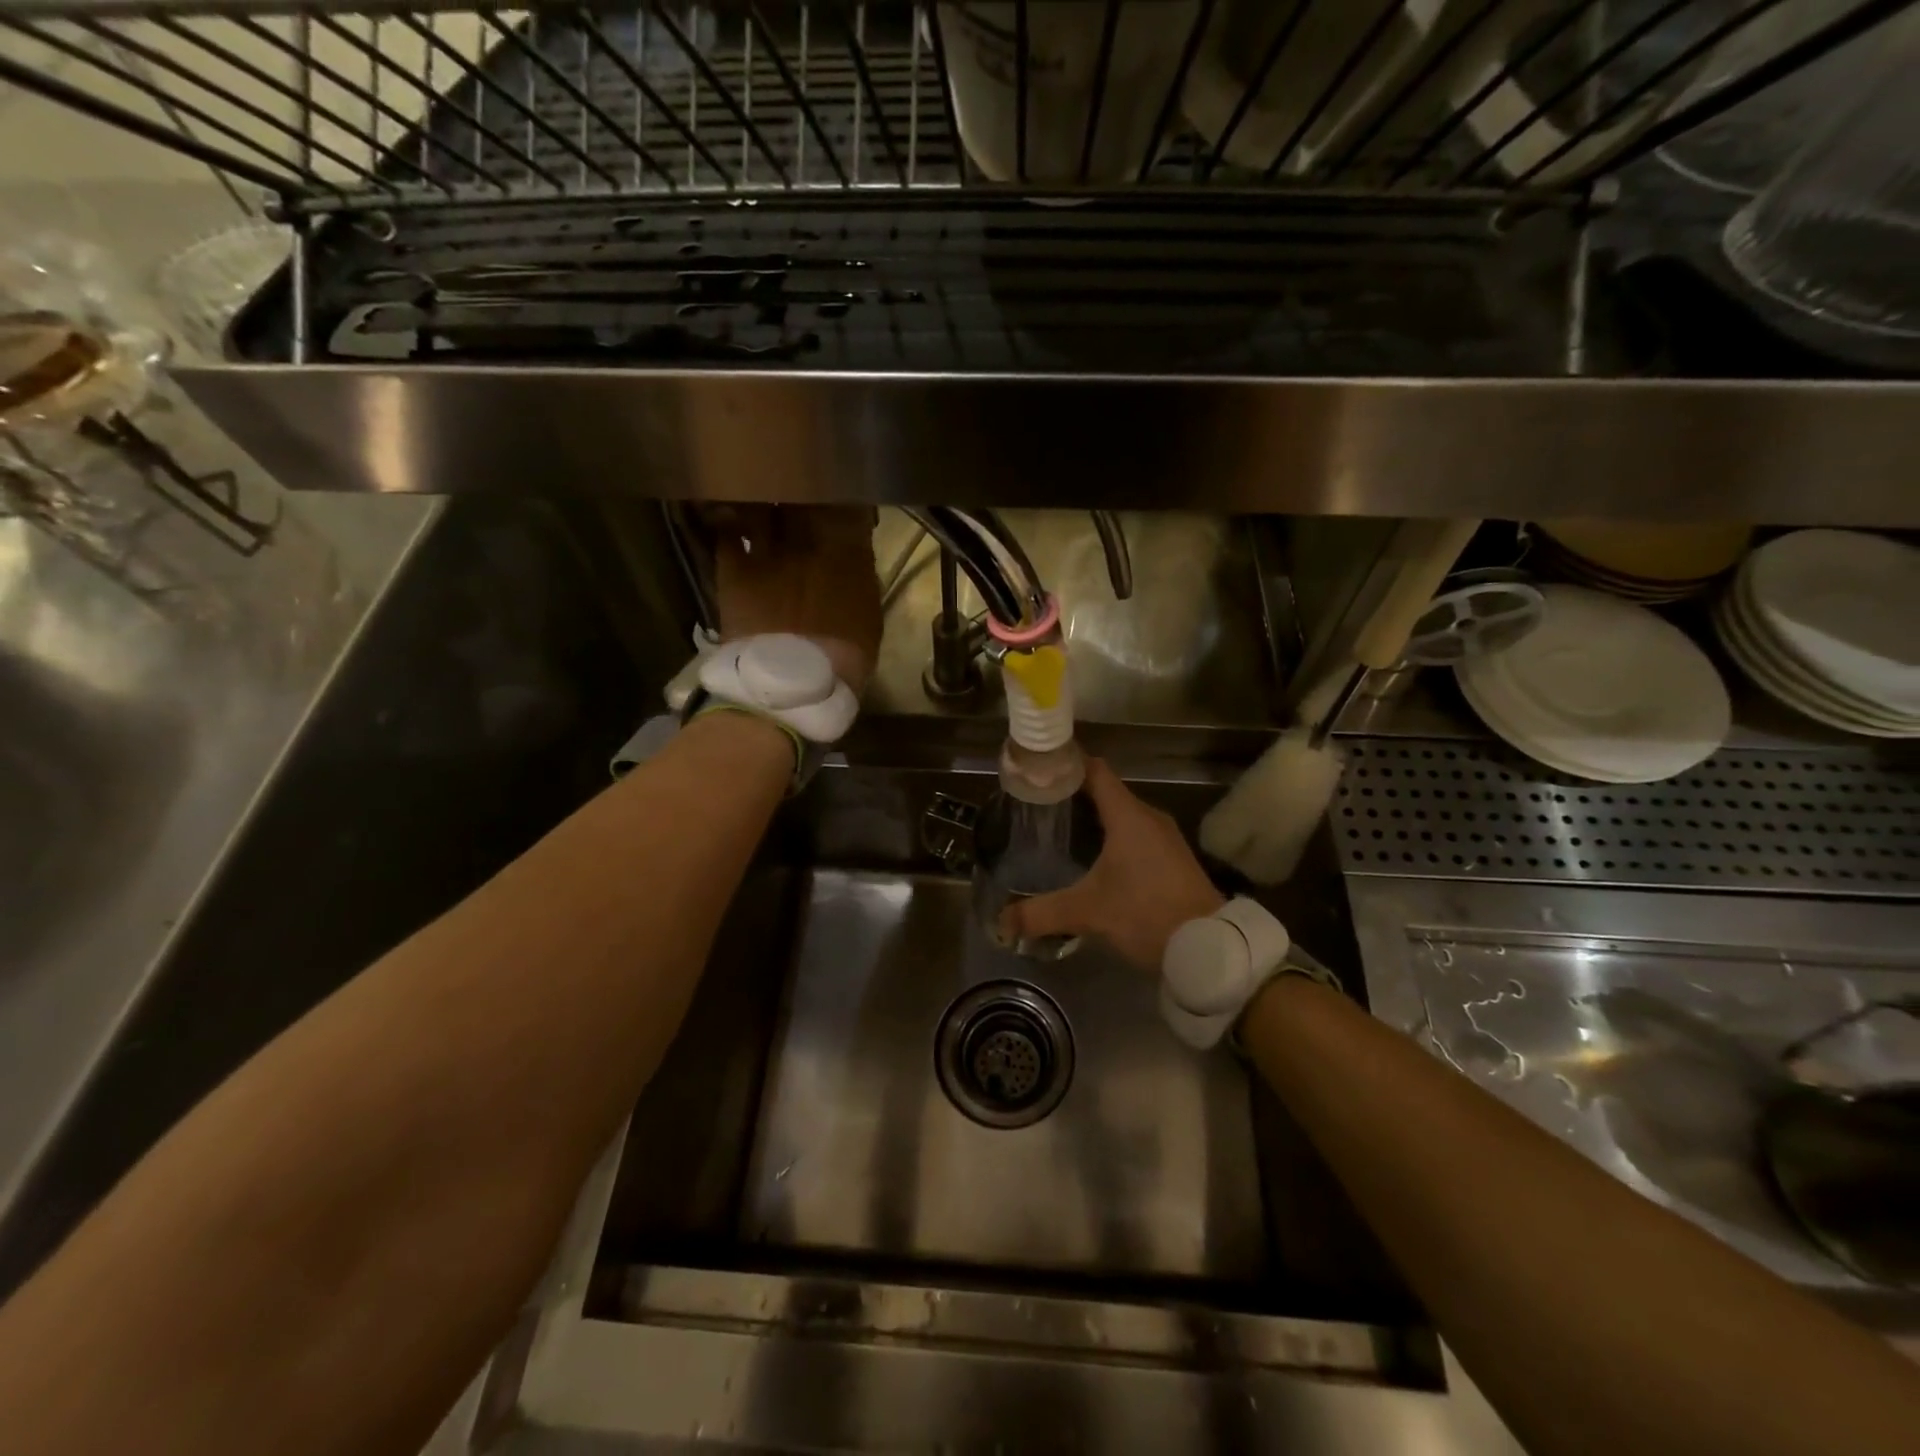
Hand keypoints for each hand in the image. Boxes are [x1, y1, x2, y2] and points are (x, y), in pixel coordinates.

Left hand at [711, 506, 882, 693]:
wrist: (791, 685)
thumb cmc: (844, 658)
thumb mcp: (869, 616)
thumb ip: (859, 576)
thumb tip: (852, 554)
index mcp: (849, 551)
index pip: (848, 502)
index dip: (843, 495)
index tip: (843, 496)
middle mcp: (808, 538)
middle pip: (802, 494)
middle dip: (801, 489)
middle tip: (798, 489)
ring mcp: (767, 550)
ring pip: (762, 504)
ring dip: (763, 501)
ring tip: (762, 500)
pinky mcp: (733, 568)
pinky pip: (726, 530)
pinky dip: (729, 523)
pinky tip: (731, 522)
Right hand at [999, 759, 1224, 970]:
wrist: (1209, 946)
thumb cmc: (1146, 914)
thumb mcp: (1089, 913)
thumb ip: (1042, 914)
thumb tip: (1002, 921)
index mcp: (1128, 816)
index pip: (1095, 770)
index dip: (1067, 764)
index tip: (1039, 770)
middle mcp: (1149, 817)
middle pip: (1106, 792)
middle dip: (1073, 795)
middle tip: (1038, 807)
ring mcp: (1166, 837)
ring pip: (1123, 814)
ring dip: (1095, 818)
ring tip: (1060, 831)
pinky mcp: (1174, 857)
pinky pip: (1137, 833)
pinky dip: (1114, 836)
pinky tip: (1095, 859)